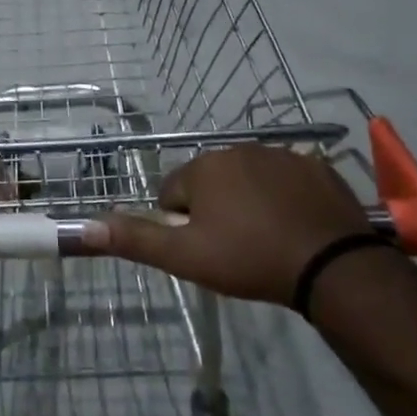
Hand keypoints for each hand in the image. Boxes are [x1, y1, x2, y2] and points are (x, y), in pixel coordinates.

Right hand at [81, 145, 369, 306]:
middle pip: (210, 182)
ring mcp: (281, 154)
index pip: (172, 192)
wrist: (332, 266)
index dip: (182, 224)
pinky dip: (284, 199)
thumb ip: (135, 239)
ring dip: (248, 202)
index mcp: (204, 166)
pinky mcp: (316, 167)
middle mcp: (238, 149)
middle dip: (215, 210)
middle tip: (234, 248)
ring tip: (267, 240)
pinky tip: (295, 227)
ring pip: (248, 179)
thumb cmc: (250, 259)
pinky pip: (286, 180)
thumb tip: (84, 226)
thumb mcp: (186, 257)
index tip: (204, 249)